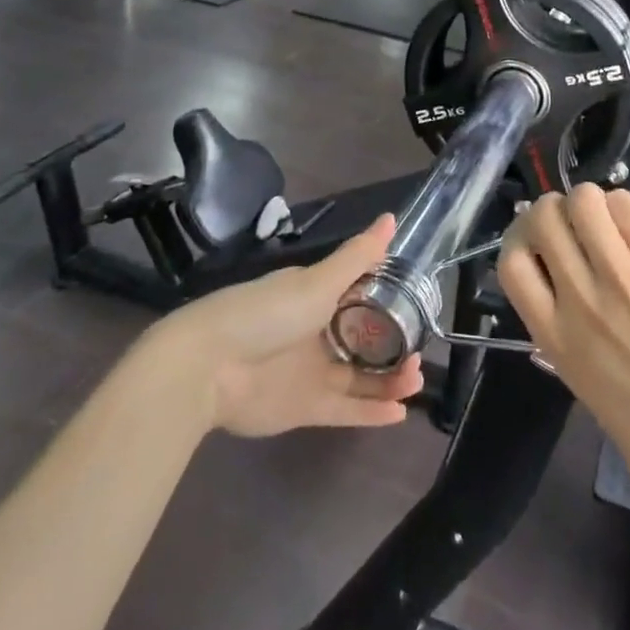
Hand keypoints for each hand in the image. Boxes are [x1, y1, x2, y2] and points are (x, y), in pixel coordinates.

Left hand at [164, 215, 423, 437]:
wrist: (208, 367)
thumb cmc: (267, 313)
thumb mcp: (317, 281)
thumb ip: (357, 256)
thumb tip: (391, 218)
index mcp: (316, 297)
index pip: (361, 297)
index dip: (391, 303)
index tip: (419, 307)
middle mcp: (317, 332)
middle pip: (364, 341)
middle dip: (395, 348)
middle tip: (421, 354)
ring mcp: (310, 372)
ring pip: (360, 377)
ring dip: (389, 380)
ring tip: (416, 379)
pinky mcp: (304, 408)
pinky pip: (345, 409)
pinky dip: (371, 412)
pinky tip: (401, 412)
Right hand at [498, 185, 629, 529]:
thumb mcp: (584, 386)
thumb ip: (566, 334)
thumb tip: (561, 292)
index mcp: (555, 337)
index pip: (511, 262)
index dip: (520, 239)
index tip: (537, 242)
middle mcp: (581, 301)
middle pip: (543, 218)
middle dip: (553, 209)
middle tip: (574, 225)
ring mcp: (625, 281)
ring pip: (585, 201)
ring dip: (589, 202)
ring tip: (606, 221)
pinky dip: (625, 208)